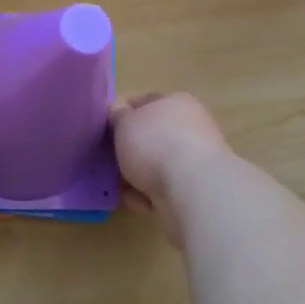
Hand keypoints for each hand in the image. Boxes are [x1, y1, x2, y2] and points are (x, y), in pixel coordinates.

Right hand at [111, 92, 230, 247]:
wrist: (193, 190)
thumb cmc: (155, 144)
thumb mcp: (124, 122)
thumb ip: (118, 115)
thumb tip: (118, 111)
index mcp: (177, 102)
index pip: (145, 102)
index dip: (123, 114)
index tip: (106, 130)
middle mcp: (192, 126)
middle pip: (153, 135)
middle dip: (131, 150)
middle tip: (110, 159)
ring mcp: (197, 159)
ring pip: (158, 164)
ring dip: (139, 175)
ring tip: (120, 185)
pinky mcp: (198, 189)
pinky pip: (166, 188)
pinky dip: (151, 194)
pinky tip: (138, 201)